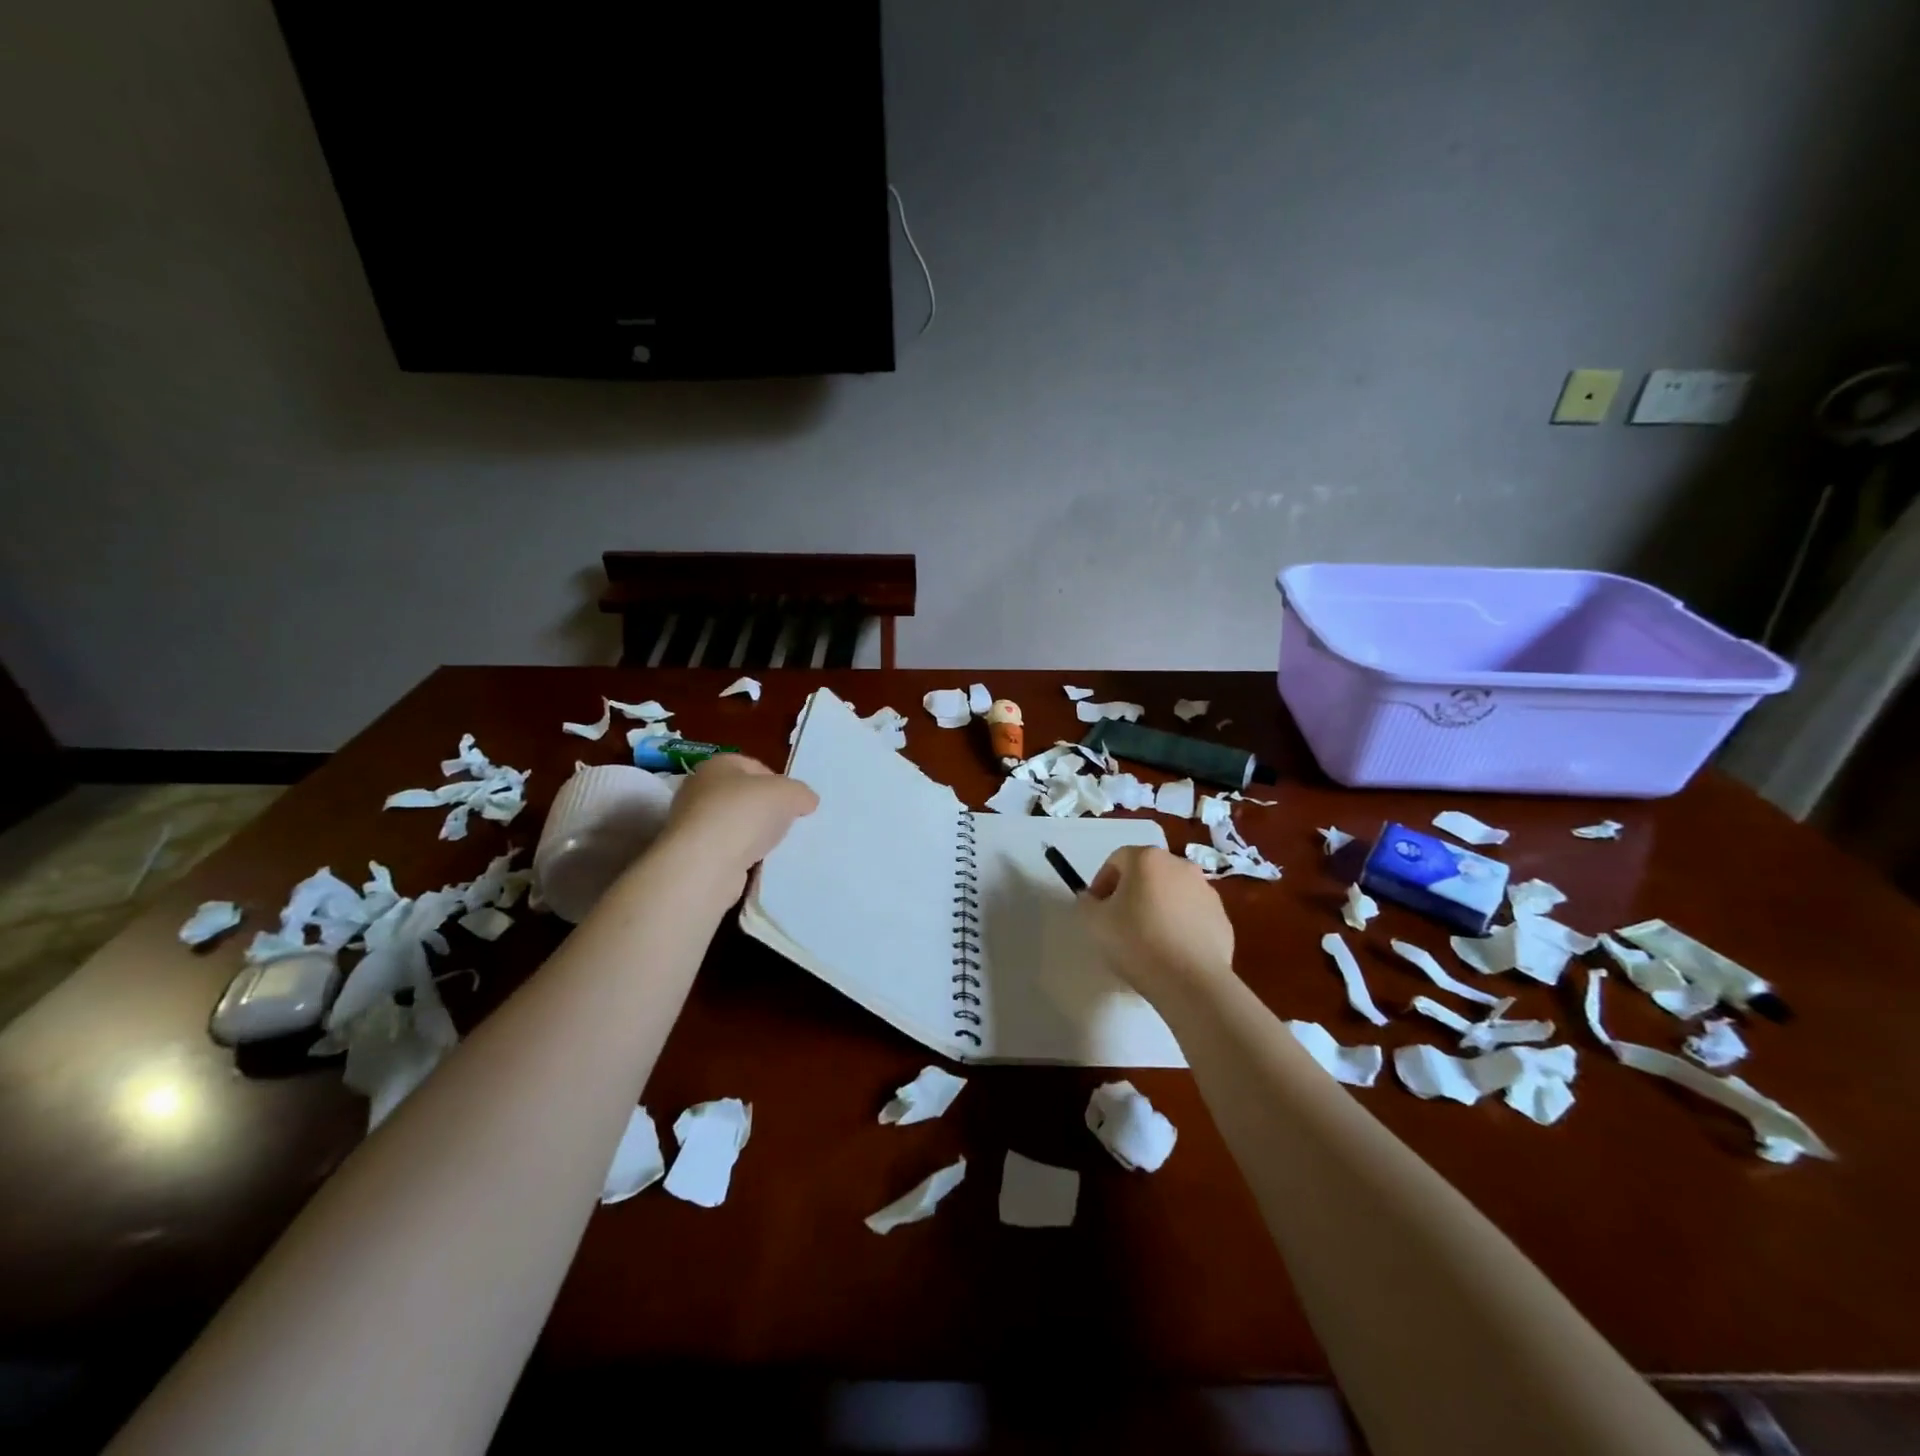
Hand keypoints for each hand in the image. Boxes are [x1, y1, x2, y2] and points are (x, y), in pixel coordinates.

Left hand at [661, 754, 817, 884]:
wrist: (705, 865)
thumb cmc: (745, 814)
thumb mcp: (788, 793)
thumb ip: (801, 792)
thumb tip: (806, 801)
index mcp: (717, 765)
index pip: (755, 767)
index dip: (779, 782)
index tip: (794, 802)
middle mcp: (699, 790)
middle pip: (744, 797)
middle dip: (768, 811)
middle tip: (788, 825)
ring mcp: (693, 825)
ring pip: (736, 826)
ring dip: (755, 837)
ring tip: (776, 848)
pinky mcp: (694, 856)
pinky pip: (728, 852)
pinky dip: (743, 858)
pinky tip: (758, 866)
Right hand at [1081, 846, 1235, 1007]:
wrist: (1192, 982)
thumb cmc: (1137, 942)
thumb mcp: (1094, 922)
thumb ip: (1087, 903)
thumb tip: (1092, 899)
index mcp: (1147, 859)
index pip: (1117, 860)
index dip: (1102, 882)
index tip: (1097, 909)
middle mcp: (1180, 865)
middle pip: (1147, 873)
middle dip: (1131, 892)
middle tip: (1119, 922)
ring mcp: (1206, 891)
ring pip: (1172, 893)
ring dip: (1157, 907)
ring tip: (1147, 939)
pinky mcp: (1222, 918)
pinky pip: (1192, 914)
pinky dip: (1180, 925)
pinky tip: (1171, 951)